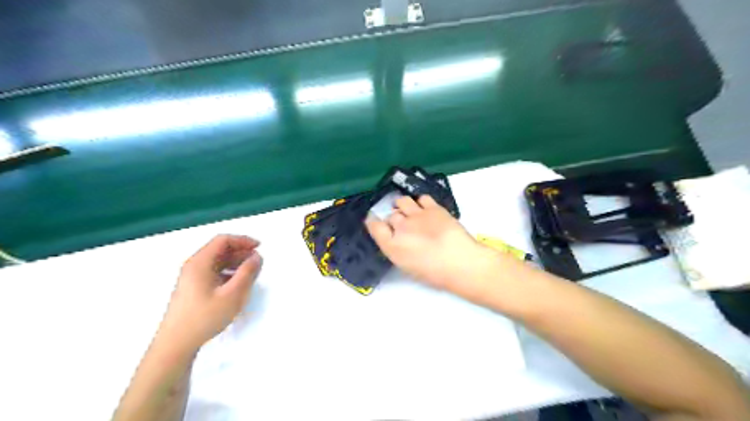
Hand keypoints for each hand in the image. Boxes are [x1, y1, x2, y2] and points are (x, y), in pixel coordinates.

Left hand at [157, 235, 262, 352]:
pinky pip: (214, 272)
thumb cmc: (205, 317)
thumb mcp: (233, 294)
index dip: (243, 240)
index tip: (259, 247)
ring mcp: (191, 278)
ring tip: (251, 273)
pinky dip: (228, 272)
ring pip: (217, 262)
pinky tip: (237, 284)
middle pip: (220, 250)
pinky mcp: (193, 289)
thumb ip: (247, 273)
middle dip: (241, 252)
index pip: (223, 240)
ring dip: (236, 263)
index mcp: (200, 262)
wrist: (175, 345)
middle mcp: (194, 266)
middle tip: (258, 261)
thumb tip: (257, 257)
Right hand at [365, 193, 500, 295]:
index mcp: (392, 245)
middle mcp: (401, 227)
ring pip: (403, 201)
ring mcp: (417, 215)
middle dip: (393, 218)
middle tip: (401, 224)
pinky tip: (425, 208)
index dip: (373, 221)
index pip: (374, 226)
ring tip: (408, 209)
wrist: (460, 262)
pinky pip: (422, 198)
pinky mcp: (433, 207)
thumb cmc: (434, 273)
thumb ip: (398, 250)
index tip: (374, 220)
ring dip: (403, 205)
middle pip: (391, 215)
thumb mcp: (408, 267)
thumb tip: (397, 240)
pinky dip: (421, 202)